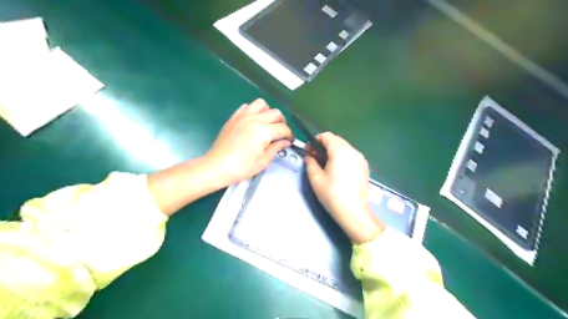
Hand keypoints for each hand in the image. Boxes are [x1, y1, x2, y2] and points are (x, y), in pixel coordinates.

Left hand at [206, 99, 292, 185]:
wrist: (217, 166)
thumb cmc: (242, 167)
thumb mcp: (263, 161)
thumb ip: (276, 148)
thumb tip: (285, 142)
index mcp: (264, 131)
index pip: (283, 128)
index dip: (289, 135)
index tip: (290, 141)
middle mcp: (255, 119)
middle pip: (275, 113)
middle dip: (282, 122)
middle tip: (281, 133)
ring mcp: (243, 116)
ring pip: (262, 104)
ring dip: (268, 112)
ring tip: (267, 123)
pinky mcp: (234, 117)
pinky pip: (247, 106)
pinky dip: (253, 111)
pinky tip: (253, 121)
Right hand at [306, 133, 386, 244]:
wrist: (354, 212)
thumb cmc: (332, 194)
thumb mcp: (316, 178)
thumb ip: (310, 163)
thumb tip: (309, 157)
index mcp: (340, 151)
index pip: (327, 136)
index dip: (315, 140)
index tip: (309, 151)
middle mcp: (353, 151)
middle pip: (336, 140)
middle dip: (324, 146)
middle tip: (315, 158)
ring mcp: (361, 159)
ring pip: (345, 147)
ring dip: (333, 151)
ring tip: (326, 165)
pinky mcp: (365, 167)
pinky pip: (351, 155)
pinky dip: (343, 157)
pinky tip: (338, 170)